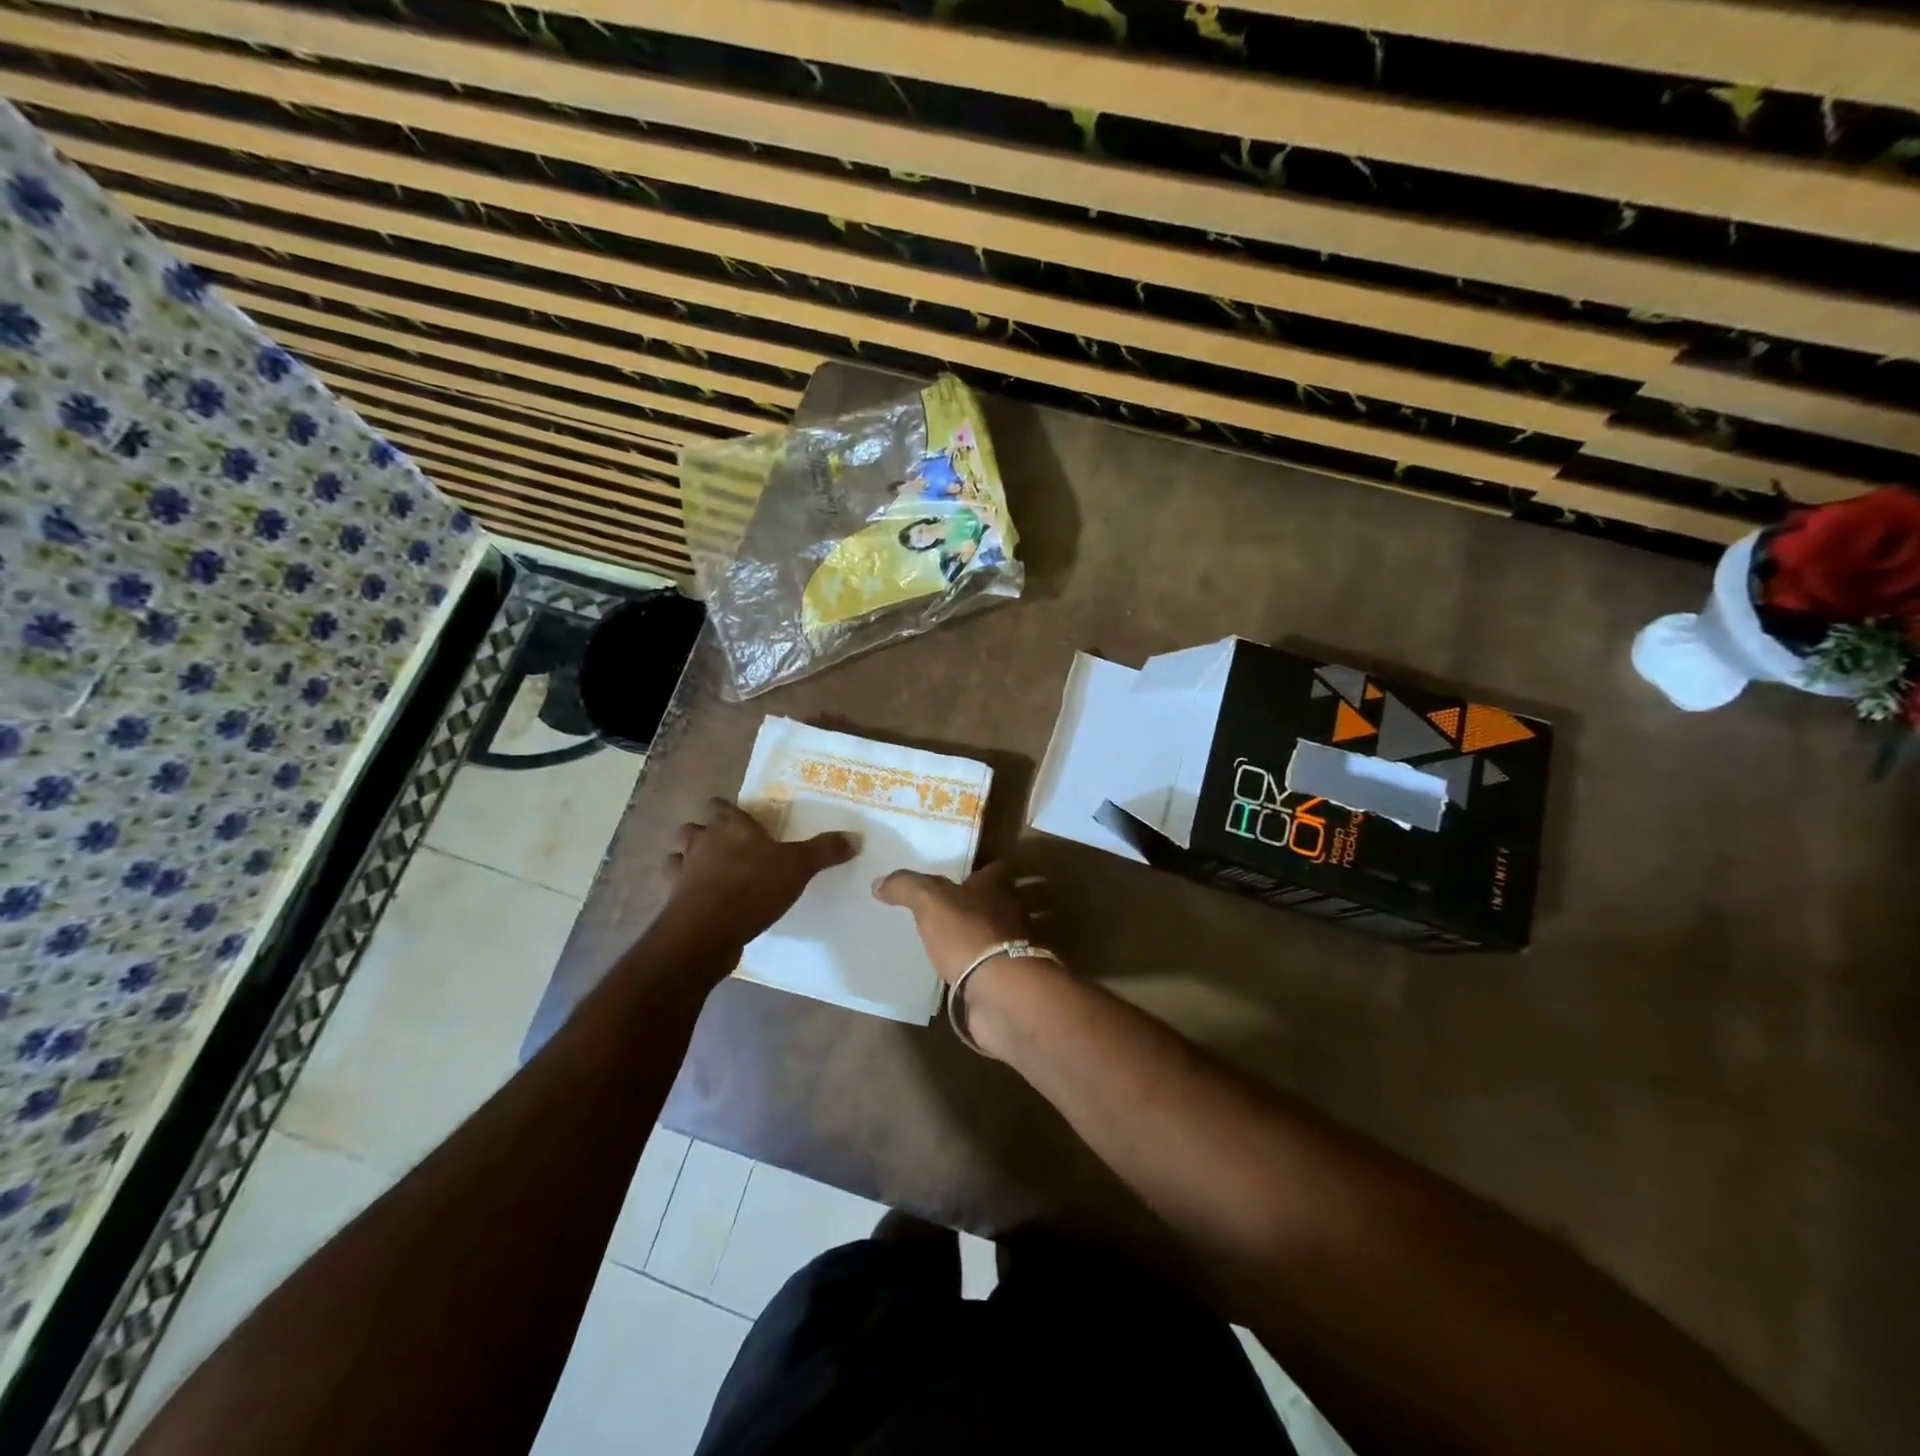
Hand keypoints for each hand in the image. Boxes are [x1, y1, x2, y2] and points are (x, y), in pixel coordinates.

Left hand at [662, 798, 856, 944]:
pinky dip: (683, 892)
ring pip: (677, 855)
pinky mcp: (672, 902)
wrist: (707, 931)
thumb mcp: (799, 866)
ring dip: (688, 860)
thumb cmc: (753, 887)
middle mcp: (702, 842)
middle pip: (693, 827)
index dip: (728, 811)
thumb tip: (855, 837)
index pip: (719, 805)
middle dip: (705, 834)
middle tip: (727, 848)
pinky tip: (700, 901)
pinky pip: (674, 889)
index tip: (744, 822)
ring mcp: (683, 872)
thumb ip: (825, 850)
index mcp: (730, 826)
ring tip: (709, 873)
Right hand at [870, 860, 1032, 984]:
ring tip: (946, 942)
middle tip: (947, 907)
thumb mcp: (930, 901)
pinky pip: (989, 969)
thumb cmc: (968, 935)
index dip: (983, 867)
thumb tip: (879, 882)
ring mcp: (1011, 950)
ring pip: (994, 936)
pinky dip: (975, 969)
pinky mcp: (1007, 981)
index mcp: (995, 889)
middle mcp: (1008, 915)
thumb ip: (906, 887)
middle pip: (997, 902)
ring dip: (976, 937)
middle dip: (977, 904)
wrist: (1000, 993)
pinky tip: (953, 973)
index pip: (996, 868)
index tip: (966, 869)